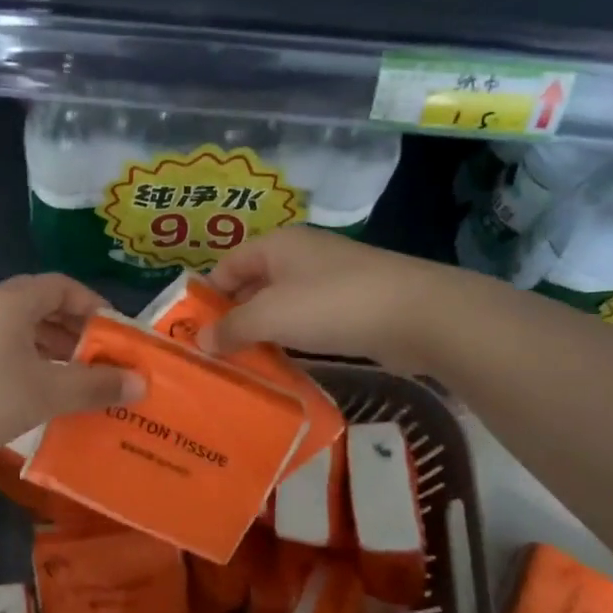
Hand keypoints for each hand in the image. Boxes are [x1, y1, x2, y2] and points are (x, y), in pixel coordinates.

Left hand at [0, 274, 144, 476]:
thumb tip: (141, 382)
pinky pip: (5, 348)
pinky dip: (31, 362)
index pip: (63, 286)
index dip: (94, 305)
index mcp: (13, 302)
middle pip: (44, 306)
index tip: (116, 334)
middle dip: (77, 330)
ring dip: (54, 349)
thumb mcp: (47, 393)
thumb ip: (95, 385)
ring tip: (79, 380)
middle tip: (103, 360)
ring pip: (23, 330)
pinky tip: (42, 393)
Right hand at [201, 228, 443, 368]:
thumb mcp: (271, 316)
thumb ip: (232, 328)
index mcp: (276, 245)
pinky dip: (291, 340)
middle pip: (252, 285)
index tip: (193, 333)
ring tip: (242, 366)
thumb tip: (201, 342)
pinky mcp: (351, 306)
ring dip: (262, 333)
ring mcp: (328, 280)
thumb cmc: (332, 304)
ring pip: (280, 306)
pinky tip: (282, 365)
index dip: (207, 296)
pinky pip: (307, 321)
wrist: (418, 314)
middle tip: (213, 356)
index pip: (226, 265)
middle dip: (232, 318)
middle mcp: (299, 256)